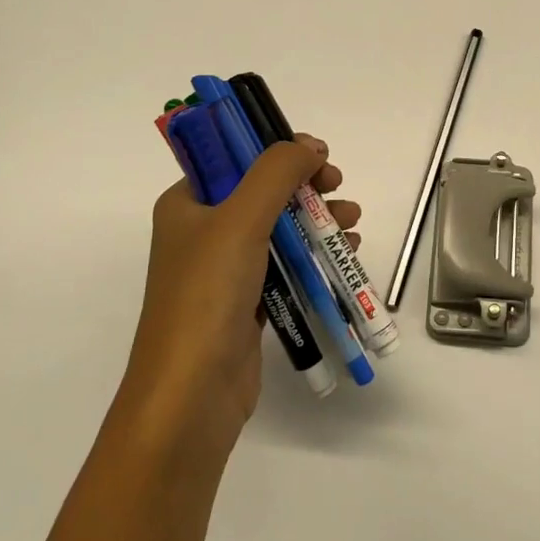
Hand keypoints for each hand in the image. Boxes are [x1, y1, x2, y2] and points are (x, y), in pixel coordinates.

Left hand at [122, 133, 360, 455]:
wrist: (191, 394)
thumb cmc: (208, 294)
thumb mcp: (241, 219)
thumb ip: (276, 173)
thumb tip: (309, 146)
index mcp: (187, 204)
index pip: (235, 158)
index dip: (277, 151)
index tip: (319, 157)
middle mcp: (203, 232)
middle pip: (263, 192)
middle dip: (307, 187)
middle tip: (338, 187)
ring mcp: (225, 270)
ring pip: (279, 229)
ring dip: (318, 220)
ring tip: (352, 224)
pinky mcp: (247, 302)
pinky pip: (286, 264)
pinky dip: (314, 254)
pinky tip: (344, 253)